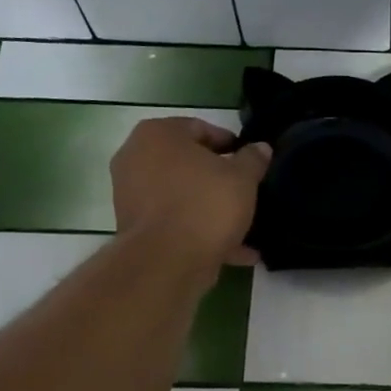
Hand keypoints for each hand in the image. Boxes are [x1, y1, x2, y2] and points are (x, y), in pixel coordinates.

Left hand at [110, 117, 271, 277]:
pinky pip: (174, 221)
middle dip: (218, 179)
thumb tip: (260, 148)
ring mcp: (131, 194)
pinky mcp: (135, 227)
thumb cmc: (205, 205)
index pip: (200, 128)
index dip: (230, 144)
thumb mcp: (242, 178)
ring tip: (243, 226)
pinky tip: (233, 251)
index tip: (250, 162)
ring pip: (182, 196)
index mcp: (158, 134)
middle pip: (188, 163)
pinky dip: (199, 231)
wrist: (167, 261)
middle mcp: (136, 158)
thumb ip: (253, 159)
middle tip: (246, 191)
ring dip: (210, 209)